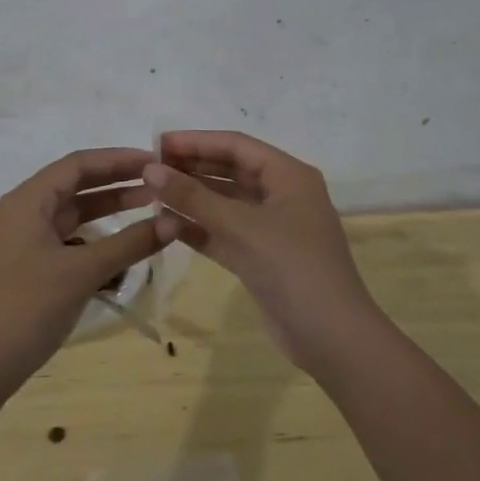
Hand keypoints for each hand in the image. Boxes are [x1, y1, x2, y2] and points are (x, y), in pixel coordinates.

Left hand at [0, 148, 163, 393]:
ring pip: (74, 212)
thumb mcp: (82, 272)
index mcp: (28, 201)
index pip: (77, 164)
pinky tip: (124, 244)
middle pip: (76, 184)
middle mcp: (25, 211)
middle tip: (159, 181)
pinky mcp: (33, 264)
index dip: (117, 159)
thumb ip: (128, 244)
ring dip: (109, 208)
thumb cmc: (28, 307)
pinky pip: (70, 238)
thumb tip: (173, 222)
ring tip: (150, 206)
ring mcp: (27, 239)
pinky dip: (98, 236)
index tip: (154, 161)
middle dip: (117, 181)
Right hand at [145, 131, 380, 373]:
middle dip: (191, 168)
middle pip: (230, 171)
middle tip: (148, 168)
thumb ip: (193, 197)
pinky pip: (224, 233)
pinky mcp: (261, 258)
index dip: (196, 141)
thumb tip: (150, 169)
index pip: (236, 146)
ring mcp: (272, 229)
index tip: (156, 143)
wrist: (331, 338)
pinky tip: (165, 225)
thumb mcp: (240, 226)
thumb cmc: (292, 268)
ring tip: (150, 194)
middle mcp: (282, 196)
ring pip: (224, 203)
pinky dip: (198, 228)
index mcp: (289, 176)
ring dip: (191, 199)